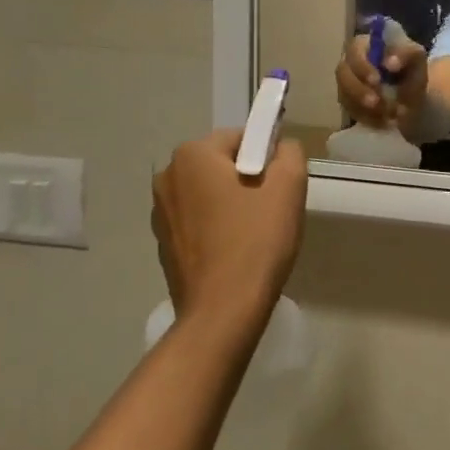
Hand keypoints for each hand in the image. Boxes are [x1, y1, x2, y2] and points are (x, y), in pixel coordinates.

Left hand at [151, 130, 307, 330]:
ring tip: (253, 236)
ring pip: (209, 193)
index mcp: (192, 154)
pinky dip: (216, 229)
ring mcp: (160, 212)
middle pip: (221, 165)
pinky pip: (198, 222)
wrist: (223, 311)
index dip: (267, 158)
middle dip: (247, 180)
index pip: (241, 138)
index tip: (280, 187)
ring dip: (231, 204)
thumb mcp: (289, 185)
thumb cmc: (257, 241)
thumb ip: (288, 152)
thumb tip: (279, 148)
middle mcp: (168, 176)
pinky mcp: (162, 244)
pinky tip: (234, 253)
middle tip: (271, 210)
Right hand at [334, 32, 428, 128]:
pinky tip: (386, 122)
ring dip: (366, 108)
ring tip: (391, 114)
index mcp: (364, 45)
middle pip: (342, 74)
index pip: (353, 50)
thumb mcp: (415, 56)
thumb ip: (406, 54)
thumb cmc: (410, 67)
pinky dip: (370, 119)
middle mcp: (350, 63)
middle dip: (359, 90)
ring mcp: (346, 85)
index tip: (377, 80)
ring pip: (345, 96)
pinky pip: (352, 113)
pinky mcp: (349, 104)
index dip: (362, 66)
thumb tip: (390, 63)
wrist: (411, 92)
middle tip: (377, 102)